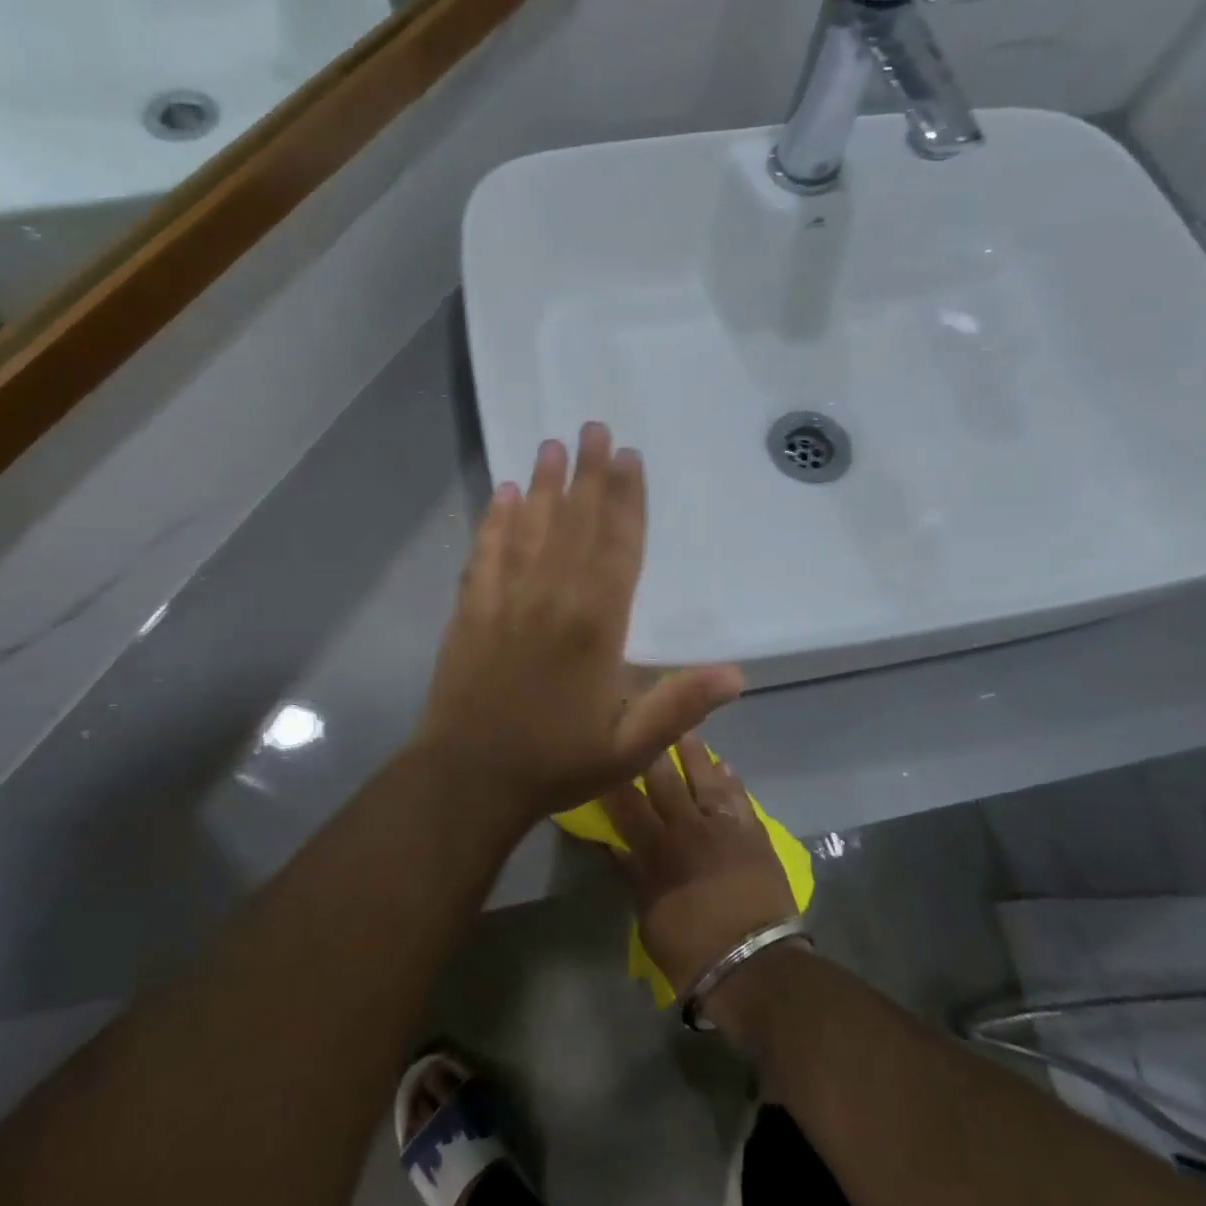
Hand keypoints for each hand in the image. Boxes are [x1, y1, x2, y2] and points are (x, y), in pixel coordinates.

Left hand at [410, 423, 744, 824]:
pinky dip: (495, 519)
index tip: (630, 457)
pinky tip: (503, 493)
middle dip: (588, 473)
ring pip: (531, 527)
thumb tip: (738, 673)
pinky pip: (486, 551)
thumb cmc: (554, 762)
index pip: (618, 546)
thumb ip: (681, 705)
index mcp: (596, 624)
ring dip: (544, 484)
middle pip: (575, 522)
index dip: (627, 500)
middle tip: (594, 427)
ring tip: (552, 444)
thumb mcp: (630, 747)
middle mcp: (552, 597)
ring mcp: (505, 598)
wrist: (468, 778)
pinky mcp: (470, 609)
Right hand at [603, 739, 797, 1000]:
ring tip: (684, 730)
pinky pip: (740, 798)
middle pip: (666, 780)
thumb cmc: (692, 952)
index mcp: (657, 850)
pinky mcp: (755, 835)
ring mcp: (725, 828)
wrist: (757, 966)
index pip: (626, 803)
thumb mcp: (649, 918)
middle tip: (643, 717)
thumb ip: (633, 874)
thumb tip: (618, 844)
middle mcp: (689, 829)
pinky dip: (731, 781)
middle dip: (652, 750)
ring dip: (694, 754)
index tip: (605, 748)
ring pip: (706, 779)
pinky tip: (725, 766)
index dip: (613, 775)